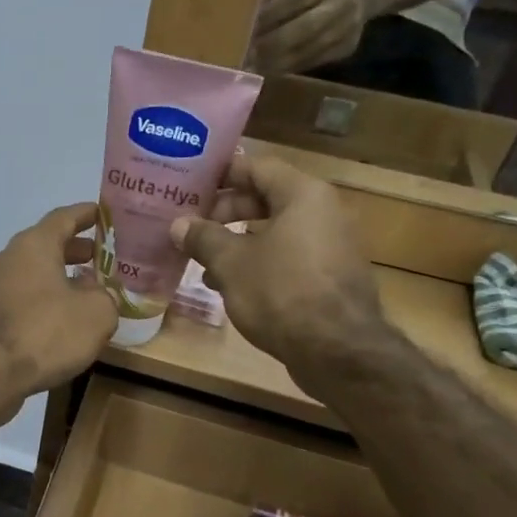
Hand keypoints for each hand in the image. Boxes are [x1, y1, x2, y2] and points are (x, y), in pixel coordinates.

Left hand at [0, 202, 116, 427]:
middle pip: (45, 246)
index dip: (85, 214)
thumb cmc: (45, 332)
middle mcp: (7, 258)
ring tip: (85, 294)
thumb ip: (105, 297)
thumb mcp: (96, 314)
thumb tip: (97, 295)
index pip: (63, 217)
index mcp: (34, 245)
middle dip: (74, 250)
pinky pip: (20, 299)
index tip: (103, 214)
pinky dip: (41, 302)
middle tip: (100, 258)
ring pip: (31, 274)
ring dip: (58, 279)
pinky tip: (59, 323)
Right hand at [168, 154, 388, 382]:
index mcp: (303, 195)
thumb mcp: (231, 263)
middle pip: (266, 198)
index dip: (221, 174)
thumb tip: (178, 224)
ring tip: (202, 261)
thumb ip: (203, 238)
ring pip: (275, 232)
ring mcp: (331, 246)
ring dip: (237, 242)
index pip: (257, 166)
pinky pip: (288, 257)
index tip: (190, 184)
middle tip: (191, 226)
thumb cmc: (281, 291)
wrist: (337, 350)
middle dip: (225, 212)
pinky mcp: (330, 277)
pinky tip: (230, 287)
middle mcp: (323, 212)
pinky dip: (259, 263)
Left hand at [251, 0, 367, 74]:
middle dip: (274, 43)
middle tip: (248, 54)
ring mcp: (349, 28)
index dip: (271, 14)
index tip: (247, 28)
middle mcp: (343, 3)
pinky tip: (271, 70)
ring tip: (254, 67)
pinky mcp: (347, 48)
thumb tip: (249, 19)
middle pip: (306, 27)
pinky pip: (314, 61)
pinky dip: (290, 67)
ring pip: (310, 50)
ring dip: (278, 61)